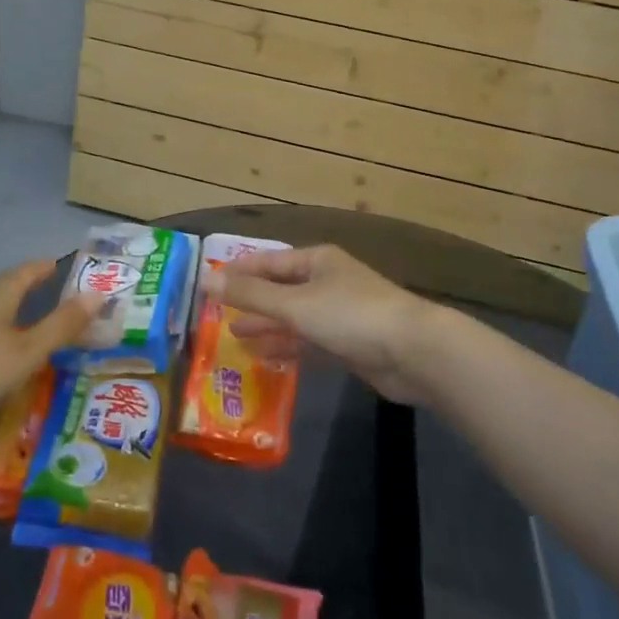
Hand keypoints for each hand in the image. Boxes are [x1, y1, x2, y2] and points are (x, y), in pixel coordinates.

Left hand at [0, 260, 102, 425]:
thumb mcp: (29, 349)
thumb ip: (63, 324)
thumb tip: (100, 293)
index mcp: (4, 287)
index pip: (35, 267)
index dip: (57, 268)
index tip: (78, 275)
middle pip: (15, 282)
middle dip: (39, 289)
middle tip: (64, 304)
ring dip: (18, 308)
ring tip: (37, 326)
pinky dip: (1, 325)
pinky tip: (3, 345)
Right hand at [208, 244, 437, 403]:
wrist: (414, 352)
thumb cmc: (351, 315)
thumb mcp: (294, 303)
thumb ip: (250, 294)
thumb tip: (205, 278)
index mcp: (316, 261)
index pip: (268, 261)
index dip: (238, 271)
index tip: (208, 284)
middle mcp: (326, 281)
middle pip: (280, 289)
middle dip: (250, 301)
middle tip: (215, 314)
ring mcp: (339, 313)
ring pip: (293, 317)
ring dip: (266, 326)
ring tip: (233, 336)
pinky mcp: (349, 344)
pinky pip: (309, 341)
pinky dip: (287, 347)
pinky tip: (265, 357)